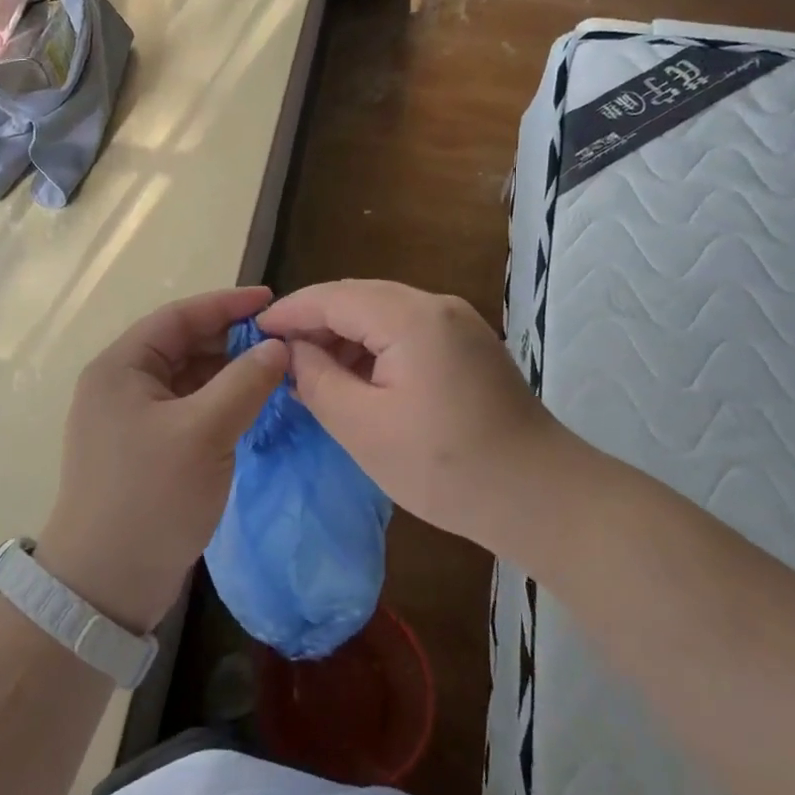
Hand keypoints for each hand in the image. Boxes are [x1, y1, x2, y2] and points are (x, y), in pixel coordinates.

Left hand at [37, 287, 287, 634]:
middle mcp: (121, 386)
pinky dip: (219, 404)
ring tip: (276, 373)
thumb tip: (279, 347)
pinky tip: (252, 408)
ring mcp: (131, 421)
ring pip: (187, 381)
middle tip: (281, 342)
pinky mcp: (145, 451)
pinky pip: (187, 411)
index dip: (226, 305)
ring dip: (228, 374)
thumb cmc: (149, 497)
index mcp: (121, 368)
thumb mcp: (204, 433)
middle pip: (182, 346)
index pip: (178, 317)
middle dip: (231, 341)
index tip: (272, 301)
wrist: (105, 585)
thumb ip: (245, 383)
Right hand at [256, 279, 564, 552]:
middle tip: (278, 355)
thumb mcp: (363, 428)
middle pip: (359, 297)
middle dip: (315, 322)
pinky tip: (356, 377)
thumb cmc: (444, 467)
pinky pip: (408, 332)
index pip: (334, 297)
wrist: (540, 498)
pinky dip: (374, 347)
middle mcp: (438, 306)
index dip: (290, 312)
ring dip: (344, 335)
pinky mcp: (470, 347)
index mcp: (411, 318)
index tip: (253, 332)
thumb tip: (293, 353)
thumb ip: (317, 380)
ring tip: (311, 370)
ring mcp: (459, 324)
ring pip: (384, 313)